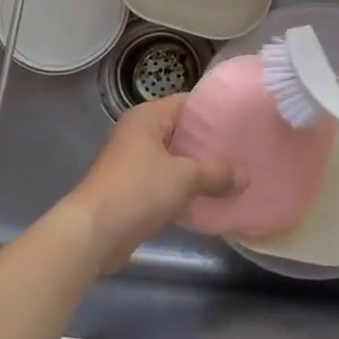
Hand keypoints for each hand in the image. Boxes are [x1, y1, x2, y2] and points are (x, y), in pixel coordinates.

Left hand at [63, 95, 238, 273]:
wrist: (92, 235)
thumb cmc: (138, 191)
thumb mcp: (184, 178)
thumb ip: (217, 174)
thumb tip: (246, 177)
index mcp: (147, 117)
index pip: (188, 102)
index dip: (215, 110)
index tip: (243, 120)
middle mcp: (138, 133)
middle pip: (182, 131)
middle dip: (209, 142)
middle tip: (242, 149)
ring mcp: (133, 162)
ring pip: (174, 158)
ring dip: (198, 168)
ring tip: (232, 173)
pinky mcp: (132, 189)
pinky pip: (165, 181)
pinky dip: (184, 188)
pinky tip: (209, 197)